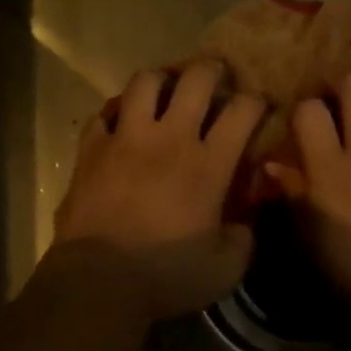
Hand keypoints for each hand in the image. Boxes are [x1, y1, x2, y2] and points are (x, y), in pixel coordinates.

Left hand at [50, 63, 266, 319]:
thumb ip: (243, 238)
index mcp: (208, 164)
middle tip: (215, 74)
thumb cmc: (165, 276)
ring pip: (144, 83)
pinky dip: (115, 112)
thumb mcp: (224, 269)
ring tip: (166, 87)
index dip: (256, 101)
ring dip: (161, 79)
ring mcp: (126, 139)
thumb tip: (245, 221)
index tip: (259, 105)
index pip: (241, 112)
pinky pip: (103, 114)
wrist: (98, 280)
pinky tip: (120, 121)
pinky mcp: (91, 149)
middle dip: (211, 70)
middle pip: (195, 80)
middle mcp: (170, 139)